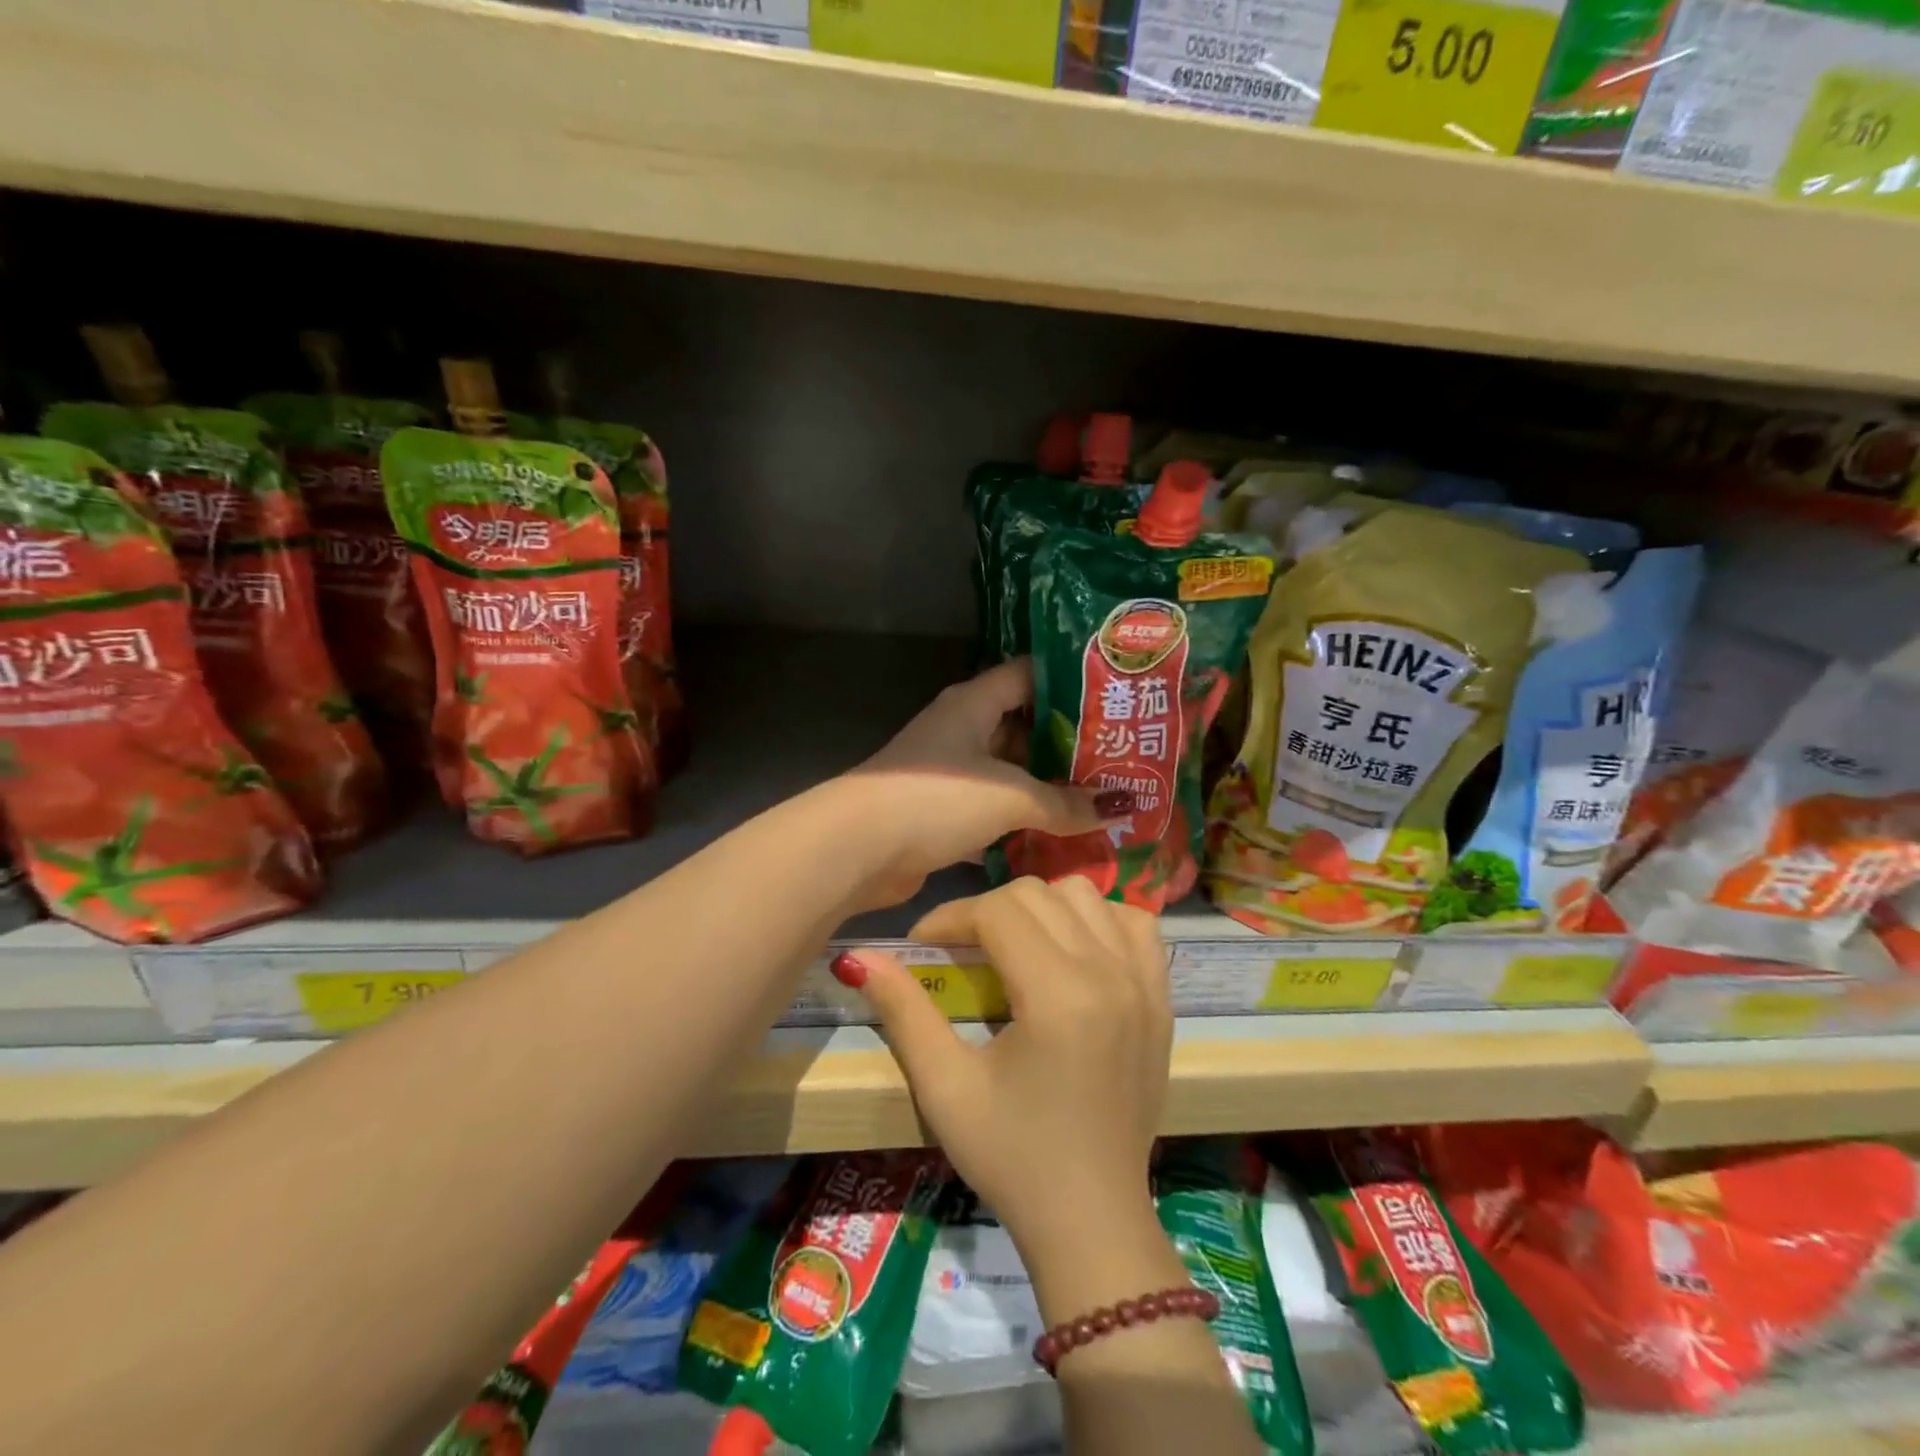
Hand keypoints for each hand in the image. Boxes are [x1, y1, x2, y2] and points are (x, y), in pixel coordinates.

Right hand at [835, 878, 1172, 1260]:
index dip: (949, 917)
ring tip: (1015, 946)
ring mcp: (1144, 982)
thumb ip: (903, 1011)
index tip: (923, 946)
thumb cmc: (1012, 1158)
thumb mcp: (945, 1088)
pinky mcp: (1162, 998)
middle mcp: (1109, 974)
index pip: (997, 911)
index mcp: (1058, 995)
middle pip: (1039, 894)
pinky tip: (1074, 951)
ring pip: (1086, 896)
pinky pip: (1134, 924)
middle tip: (961, 950)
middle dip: (988, 910)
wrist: (1091, 1220)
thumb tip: (856, 958)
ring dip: (1042, 908)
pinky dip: (1099, 920)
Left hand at [846, 661, 1129, 907]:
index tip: (1115, 698)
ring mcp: (948, 772)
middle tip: (1119, 757)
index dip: (1071, 682)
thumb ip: (1065, 804)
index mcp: (974, 703)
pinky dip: (1020, 820)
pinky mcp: (941, 811)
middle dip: (1066, 743)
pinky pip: (992, 808)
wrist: (860, 848)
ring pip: (1008, 771)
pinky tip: (1058, 834)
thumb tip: (1118, 808)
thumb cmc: (938, 799)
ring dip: (1045, 786)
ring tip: (1099, 797)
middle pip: (1022, 726)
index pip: (1029, 675)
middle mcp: (961, 729)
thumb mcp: (1011, 795)